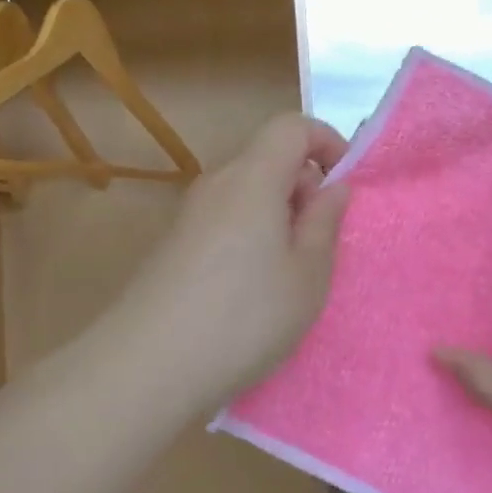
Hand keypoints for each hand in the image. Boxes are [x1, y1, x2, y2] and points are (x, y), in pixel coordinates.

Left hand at [96, 113, 350, 415]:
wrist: (147, 366)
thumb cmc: (245, 317)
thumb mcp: (308, 274)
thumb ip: (325, 222)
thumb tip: (333, 186)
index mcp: (254, 178)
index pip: (291, 126)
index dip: (326, 142)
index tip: (344, 185)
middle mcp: (217, 184)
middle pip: (267, 158)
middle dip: (304, 185)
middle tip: (320, 241)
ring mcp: (190, 214)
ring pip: (246, 192)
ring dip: (277, 214)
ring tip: (289, 271)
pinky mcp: (174, 244)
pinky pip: (224, 218)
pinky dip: (250, 234)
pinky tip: (250, 288)